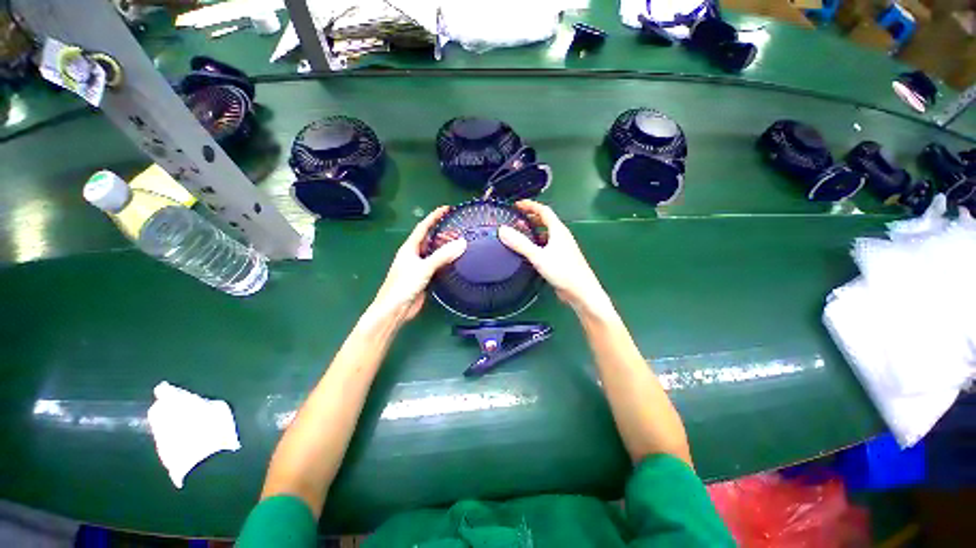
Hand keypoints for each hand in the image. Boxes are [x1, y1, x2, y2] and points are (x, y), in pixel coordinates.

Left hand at [371, 206, 466, 323]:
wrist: (395, 309)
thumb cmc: (404, 285)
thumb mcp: (423, 268)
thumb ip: (442, 256)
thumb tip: (463, 242)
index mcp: (409, 248)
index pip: (423, 227)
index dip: (434, 216)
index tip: (447, 209)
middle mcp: (414, 255)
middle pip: (430, 239)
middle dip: (443, 233)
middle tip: (460, 231)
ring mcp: (419, 267)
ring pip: (434, 252)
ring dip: (445, 247)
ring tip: (461, 244)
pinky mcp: (424, 278)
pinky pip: (437, 265)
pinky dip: (446, 261)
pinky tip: (456, 261)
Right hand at [498, 200, 612, 316]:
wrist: (581, 291)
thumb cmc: (563, 271)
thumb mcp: (539, 256)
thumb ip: (520, 243)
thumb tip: (502, 230)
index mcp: (558, 230)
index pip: (544, 210)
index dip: (530, 205)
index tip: (516, 205)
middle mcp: (561, 236)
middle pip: (546, 220)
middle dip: (531, 217)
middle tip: (516, 219)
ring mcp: (562, 247)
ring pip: (546, 233)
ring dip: (534, 230)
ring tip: (520, 232)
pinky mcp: (561, 258)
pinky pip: (547, 244)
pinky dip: (537, 242)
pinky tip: (530, 250)